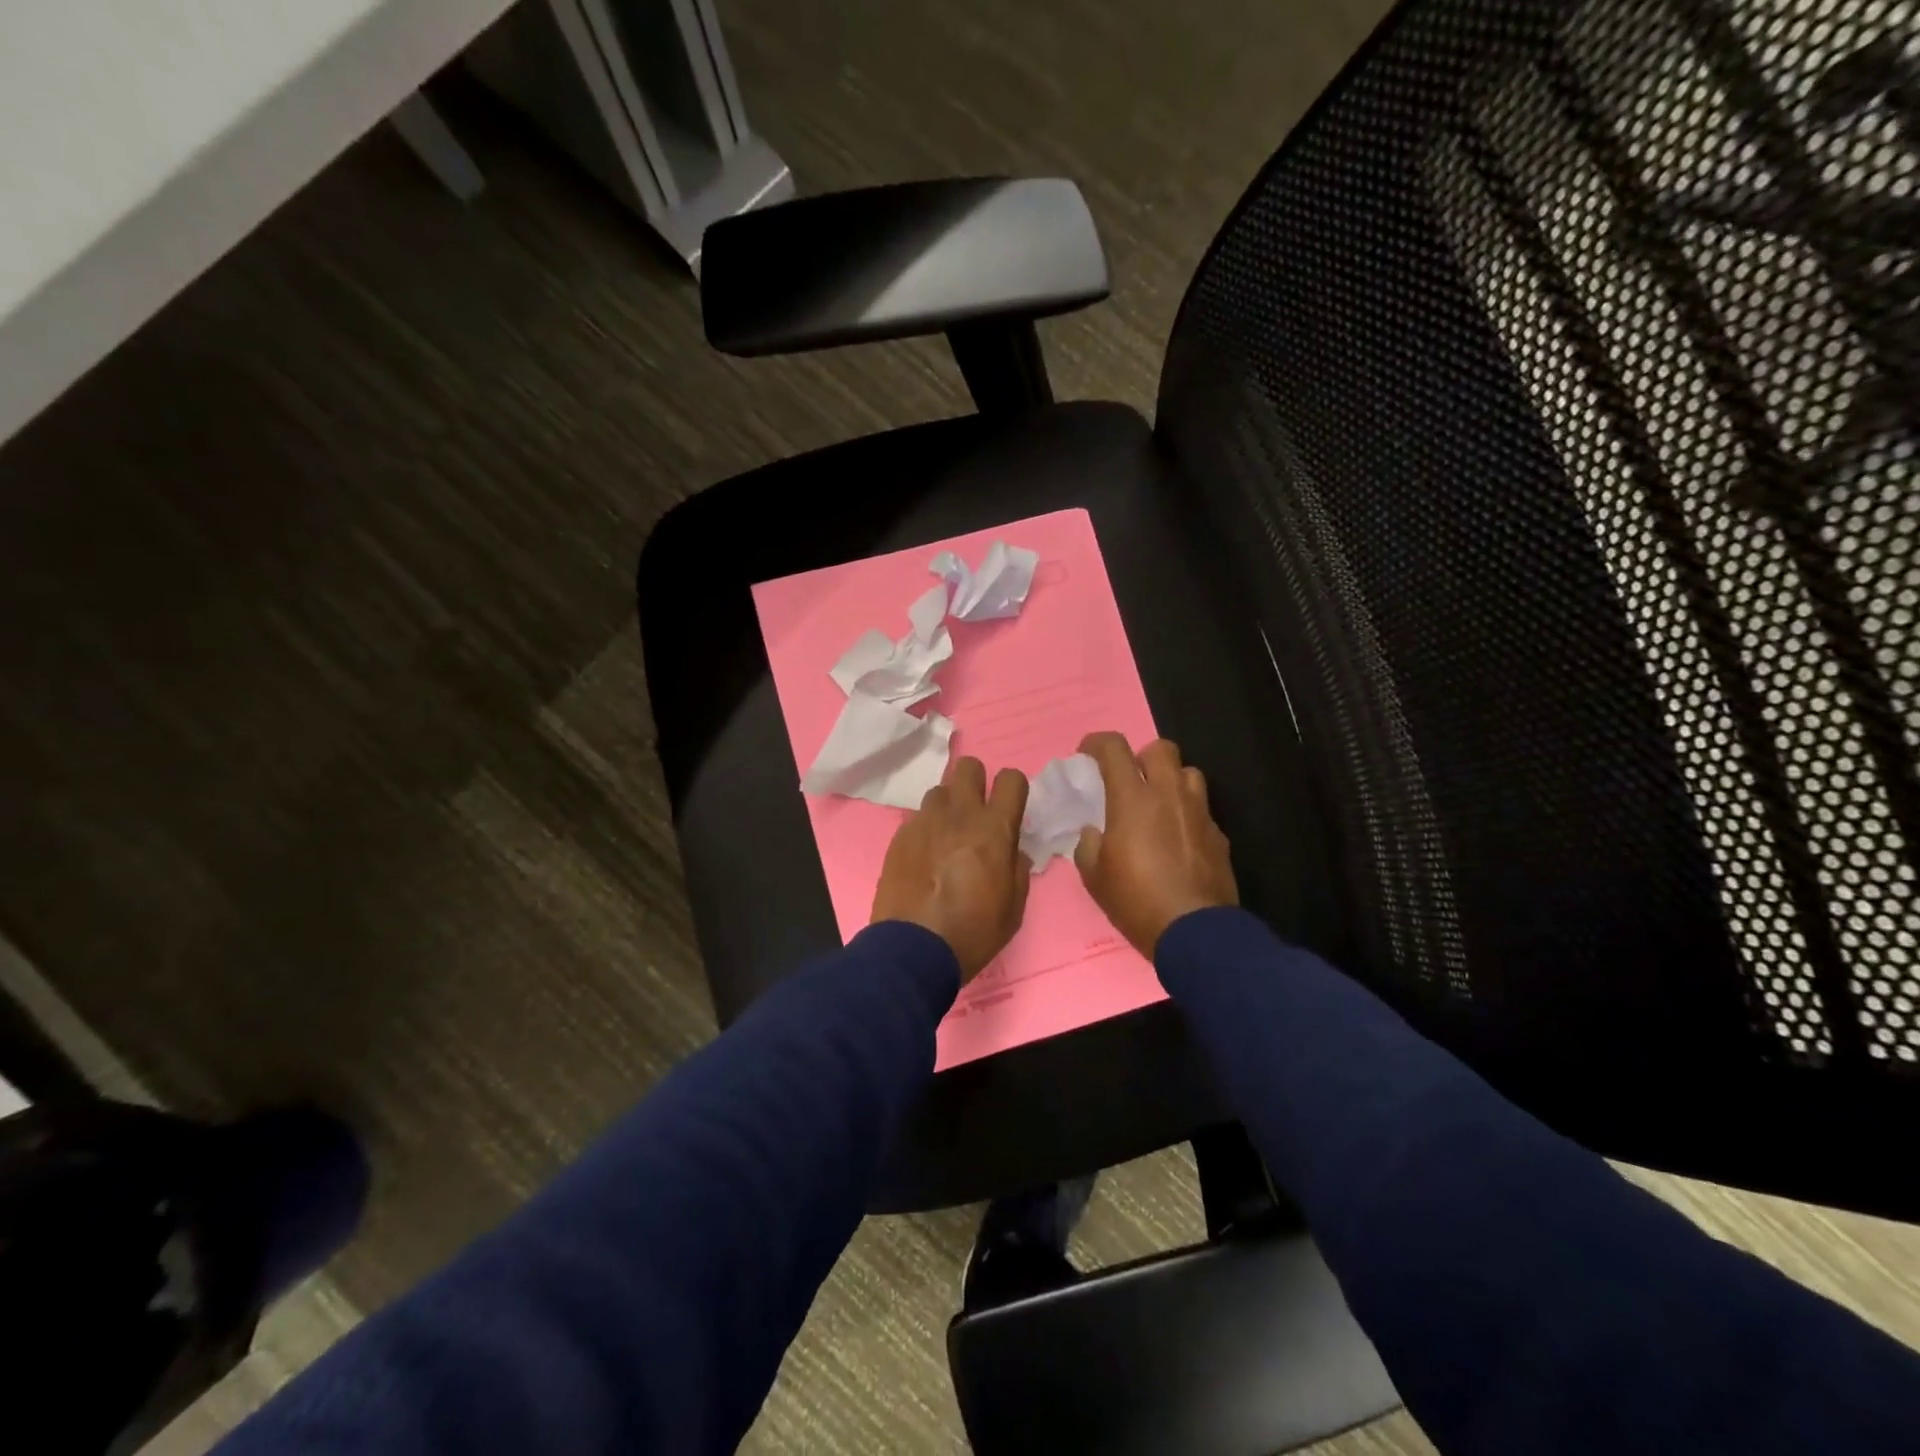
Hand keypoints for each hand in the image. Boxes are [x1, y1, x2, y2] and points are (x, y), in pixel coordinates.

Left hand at [871, 757, 1031, 981]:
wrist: (913, 949)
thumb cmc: (973, 932)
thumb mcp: (1014, 908)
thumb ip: (1017, 868)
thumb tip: (1011, 849)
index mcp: (994, 829)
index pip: (1011, 778)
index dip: (1013, 789)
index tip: (1009, 808)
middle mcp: (959, 814)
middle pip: (968, 766)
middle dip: (976, 782)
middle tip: (976, 812)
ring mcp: (925, 821)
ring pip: (940, 790)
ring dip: (948, 806)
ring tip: (946, 835)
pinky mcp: (900, 835)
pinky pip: (917, 817)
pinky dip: (925, 829)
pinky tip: (924, 856)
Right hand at [1074, 732, 1237, 957]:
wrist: (1194, 931)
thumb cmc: (1136, 899)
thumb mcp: (1094, 876)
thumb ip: (1088, 844)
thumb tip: (1094, 832)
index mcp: (1133, 798)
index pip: (1114, 747)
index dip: (1097, 743)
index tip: (1087, 754)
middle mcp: (1169, 795)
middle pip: (1161, 749)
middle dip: (1142, 757)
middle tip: (1130, 781)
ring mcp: (1199, 813)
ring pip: (1189, 773)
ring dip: (1171, 781)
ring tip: (1158, 805)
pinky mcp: (1219, 835)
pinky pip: (1202, 810)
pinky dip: (1187, 815)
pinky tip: (1178, 840)